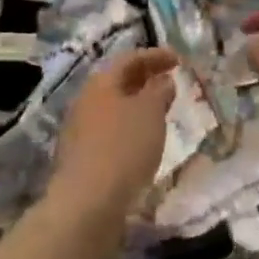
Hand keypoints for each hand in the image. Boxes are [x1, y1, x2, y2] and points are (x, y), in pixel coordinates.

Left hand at [48, 48, 176, 226]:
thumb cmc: (123, 148)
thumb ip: (159, 91)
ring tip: (160, 111)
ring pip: (114, 106)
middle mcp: (86, 100)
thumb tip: (162, 80)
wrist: (86, 203)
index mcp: (101, 83)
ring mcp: (80, 129)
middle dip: (145, 78)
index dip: (156, 55)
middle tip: (170, 81)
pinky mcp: (81, 156)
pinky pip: (110, 130)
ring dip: (137, 104)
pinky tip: (142, 140)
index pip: (130, 58)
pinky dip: (129, 126)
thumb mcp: (150, 113)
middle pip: (118, 81)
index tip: (179, 59)